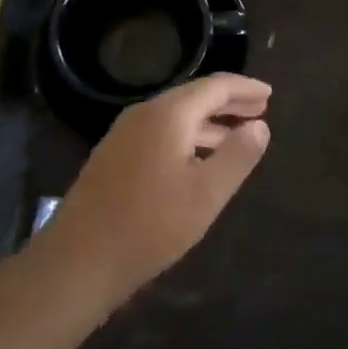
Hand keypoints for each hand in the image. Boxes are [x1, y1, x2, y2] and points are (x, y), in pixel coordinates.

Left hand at [40, 74, 271, 302]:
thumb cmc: (150, 225)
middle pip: (194, 97)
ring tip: (237, 136)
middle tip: (260, 108)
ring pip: (176, 117)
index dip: (245, 88)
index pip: (215, 86)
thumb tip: (260, 126)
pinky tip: (198, 161)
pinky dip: (188, 137)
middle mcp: (144, 114)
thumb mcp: (207, 194)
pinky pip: (160, 133)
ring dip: (210, 123)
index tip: (269, 94)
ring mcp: (124, 135)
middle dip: (229, 102)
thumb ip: (237, 156)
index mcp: (168, 114)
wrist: (78, 262)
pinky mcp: (114, 157)